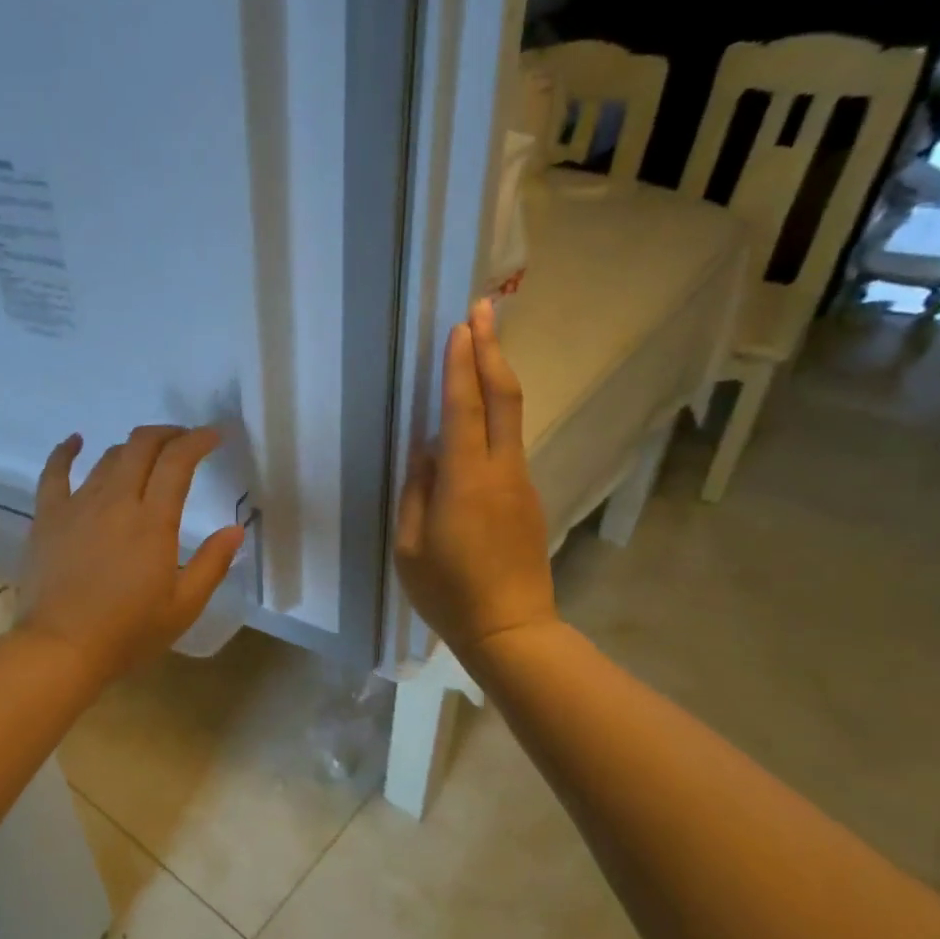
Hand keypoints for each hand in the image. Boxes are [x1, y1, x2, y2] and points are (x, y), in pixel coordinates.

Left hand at [18, 425, 247, 685]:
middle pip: (142, 446)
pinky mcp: (48, 517)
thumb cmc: (128, 633)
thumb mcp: (184, 607)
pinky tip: (74, 441)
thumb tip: (236, 529)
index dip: (198, 440)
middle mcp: (115, 501)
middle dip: (168, 434)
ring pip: (107, 457)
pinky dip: (65, 451)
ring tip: (145, 455)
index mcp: (153, 521)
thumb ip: (212, 564)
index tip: (215, 436)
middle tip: (183, 441)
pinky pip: (54, 473)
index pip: (178, 461)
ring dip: (132, 448)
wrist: (61, 649)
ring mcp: (78, 505)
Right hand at [395, 298, 558, 660]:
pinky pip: (507, 447)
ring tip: (479, 350)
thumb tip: (426, 451)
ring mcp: (521, 484)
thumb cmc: (448, 593)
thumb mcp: (411, 547)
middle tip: (484, 309)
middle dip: (492, 349)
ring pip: (510, 418)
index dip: (462, 364)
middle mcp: (501, 471)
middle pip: (503, 397)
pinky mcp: (528, 499)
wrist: (512, 630)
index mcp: (466, 481)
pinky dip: (494, 417)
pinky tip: (475, 418)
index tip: (462, 325)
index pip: (464, 408)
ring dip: (495, 379)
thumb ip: (417, 492)